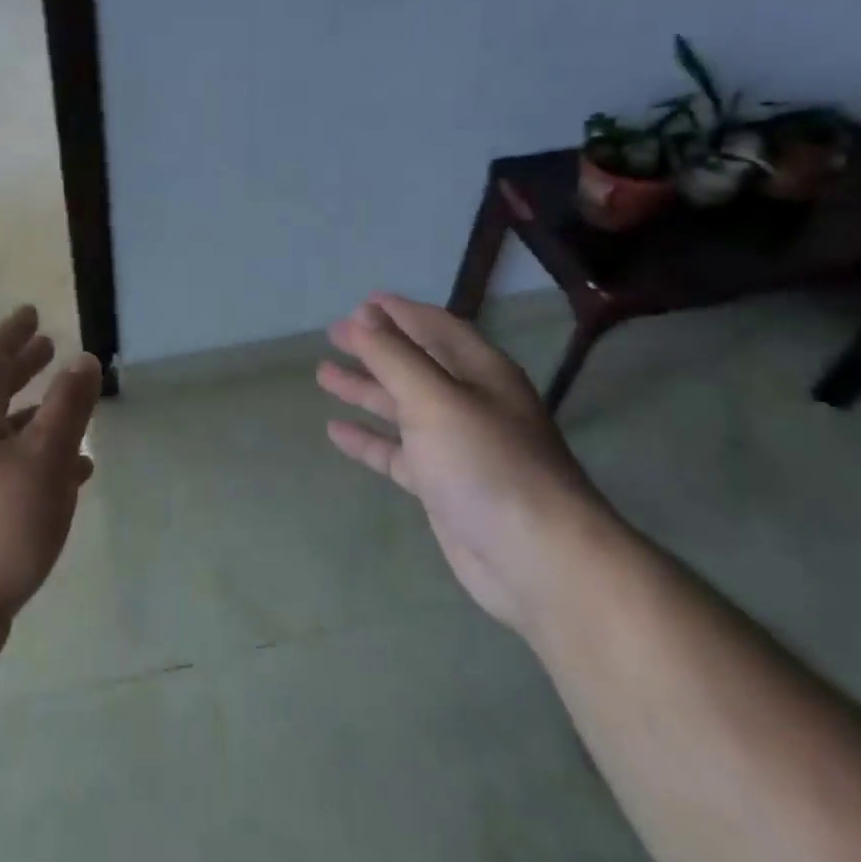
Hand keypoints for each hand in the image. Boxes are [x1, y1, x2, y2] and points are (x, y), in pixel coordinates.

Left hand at [0, 306, 101, 632]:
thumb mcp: (42, 461)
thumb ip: (66, 408)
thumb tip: (84, 360)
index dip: (10, 334)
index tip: (31, 313)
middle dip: (21, 369)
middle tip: (48, 348)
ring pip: (5, 436)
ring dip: (36, 418)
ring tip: (71, 412)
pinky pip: (11, 473)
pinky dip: (39, 463)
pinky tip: (71, 479)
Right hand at [317, 293, 610, 626]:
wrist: (536, 558)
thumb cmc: (486, 463)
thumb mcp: (435, 399)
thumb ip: (394, 357)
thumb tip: (362, 317)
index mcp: (481, 372)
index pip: (436, 327)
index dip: (400, 312)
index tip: (361, 302)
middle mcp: (471, 403)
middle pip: (415, 364)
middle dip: (375, 348)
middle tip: (333, 334)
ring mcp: (457, 446)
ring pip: (402, 407)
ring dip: (366, 389)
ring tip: (323, 374)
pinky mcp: (442, 486)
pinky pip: (397, 452)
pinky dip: (369, 439)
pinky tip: (336, 431)